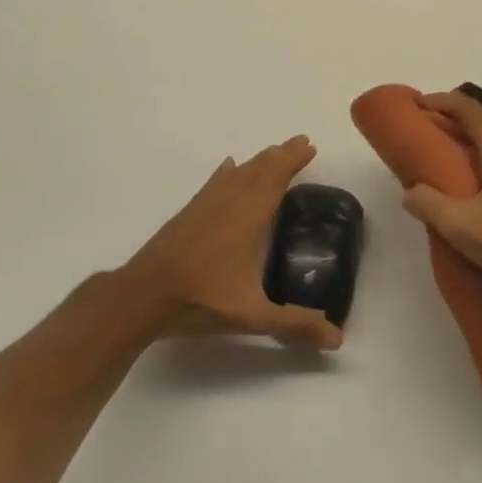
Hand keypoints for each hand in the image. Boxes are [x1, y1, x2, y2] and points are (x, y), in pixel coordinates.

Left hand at [122, 136, 343, 350]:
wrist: (144, 295)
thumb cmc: (201, 300)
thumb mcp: (252, 316)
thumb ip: (294, 324)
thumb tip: (337, 339)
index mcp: (249, 216)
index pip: (276, 177)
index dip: (293, 160)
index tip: (310, 146)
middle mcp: (230, 201)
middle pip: (259, 168)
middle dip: (281, 155)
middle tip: (300, 143)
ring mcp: (206, 204)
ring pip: (238, 172)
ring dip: (258, 160)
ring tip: (274, 154)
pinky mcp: (189, 212)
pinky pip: (215, 182)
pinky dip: (228, 172)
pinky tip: (228, 167)